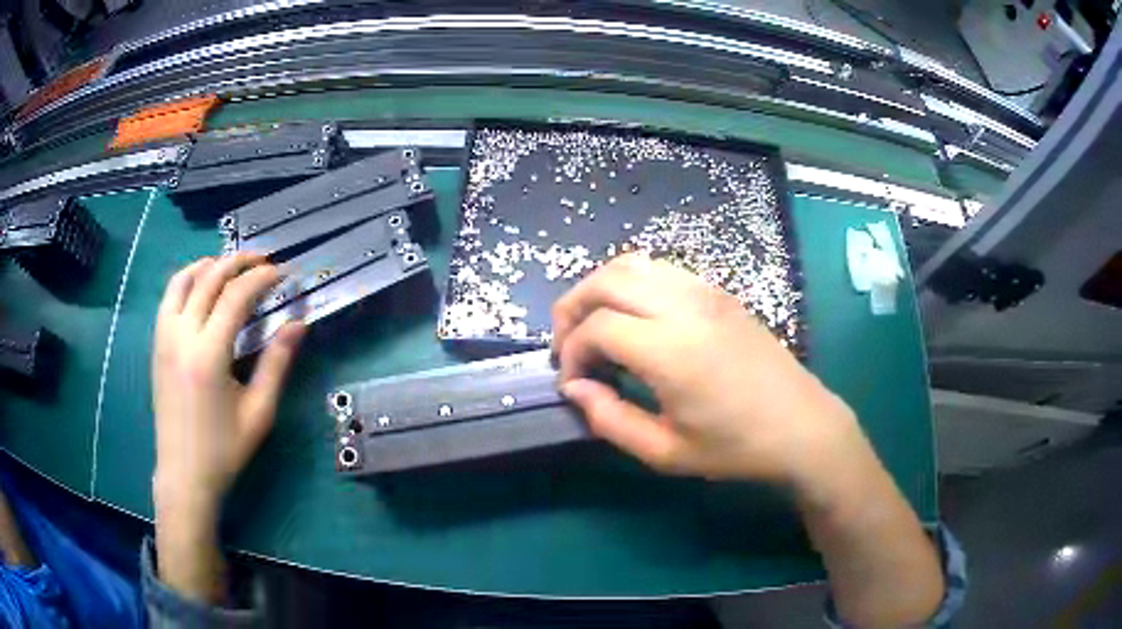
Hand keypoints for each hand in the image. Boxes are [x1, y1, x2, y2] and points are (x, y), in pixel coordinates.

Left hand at [151, 253, 304, 601]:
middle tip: (263, 261)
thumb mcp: (259, 412)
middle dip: (238, 262)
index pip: (236, 295)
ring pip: (183, 280)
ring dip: (209, 265)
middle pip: (209, 278)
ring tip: (231, 268)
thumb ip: (277, 363)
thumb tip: (298, 324)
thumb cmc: (225, 450)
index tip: (283, 273)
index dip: (262, 278)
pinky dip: (187, 280)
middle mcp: (182, 336)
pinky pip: (169, 297)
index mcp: (208, 354)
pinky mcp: (157, 345)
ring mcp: (164, 338)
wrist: (184, 474)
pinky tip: (202, 288)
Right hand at [552, 253, 863, 487]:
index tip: (573, 383)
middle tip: (568, 346)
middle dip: (572, 308)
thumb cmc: (736, 447)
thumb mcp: (666, 452)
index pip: (597, 327)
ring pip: (632, 264)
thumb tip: (575, 388)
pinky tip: (635, 318)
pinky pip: (661, 269)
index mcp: (672, 350)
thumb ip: (610, 420)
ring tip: (594, 326)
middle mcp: (685, 307)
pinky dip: (632, 283)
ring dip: (600, 289)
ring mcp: (705, 291)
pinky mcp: (719, 291)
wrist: (801, 425)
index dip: (572, 353)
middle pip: (606, 280)